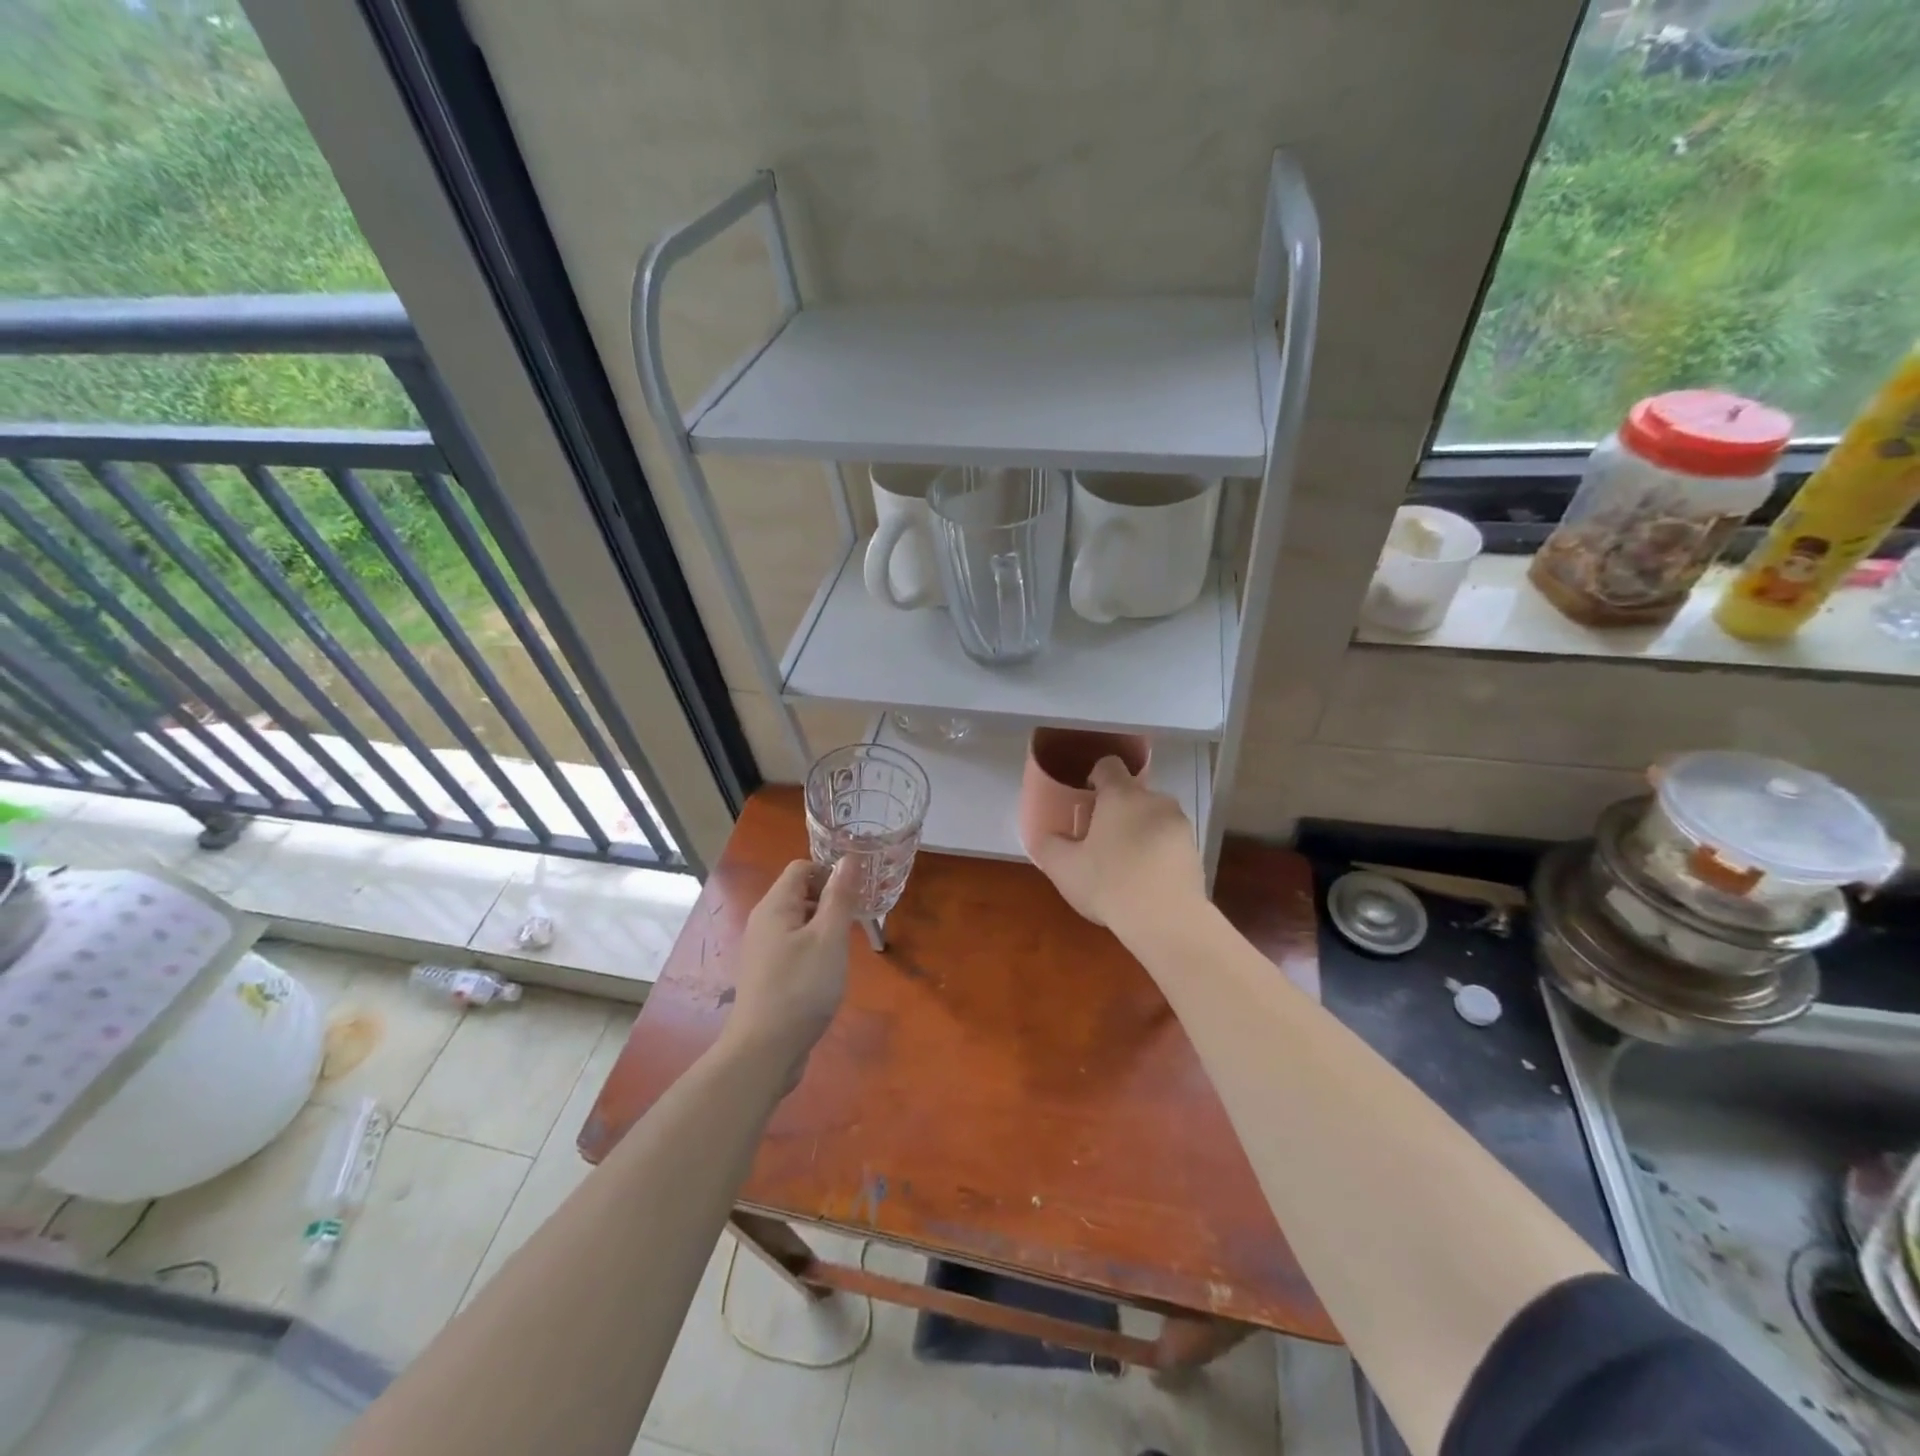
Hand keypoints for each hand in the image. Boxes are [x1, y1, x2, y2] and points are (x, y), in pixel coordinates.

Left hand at [724, 858, 859, 1086]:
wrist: (764, 1050)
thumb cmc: (801, 988)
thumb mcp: (829, 938)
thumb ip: (840, 897)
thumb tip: (849, 858)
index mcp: (775, 906)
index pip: (801, 868)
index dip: (830, 874)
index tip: (855, 896)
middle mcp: (764, 922)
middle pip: (800, 893)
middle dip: (830, 901)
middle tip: (855, 923)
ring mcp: (763, 950)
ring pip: (799, 922)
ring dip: (824, 927)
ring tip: (845, 949)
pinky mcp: (767, 974)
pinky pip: (794, 946)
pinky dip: (813, 949)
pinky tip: (827, 972)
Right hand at [1029, 756, 1204, 933]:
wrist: (1167, 921)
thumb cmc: (1109, 883)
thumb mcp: (1063, 868)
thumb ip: (1048, 845)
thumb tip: (1046, 836)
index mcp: (1121, 795)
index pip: (1108, 766)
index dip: (1095, 777)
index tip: (1085, 802)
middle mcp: (1155, 800)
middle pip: (1132, 794)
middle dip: (1116, 811)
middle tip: (1099, 841)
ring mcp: (1180, 825)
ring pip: (1153, 818)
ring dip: (1138, 832)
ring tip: (1124, 866)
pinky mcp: (1195, 851)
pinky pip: (1169, 843)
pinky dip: (1157, 854)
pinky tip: (1145, 882)